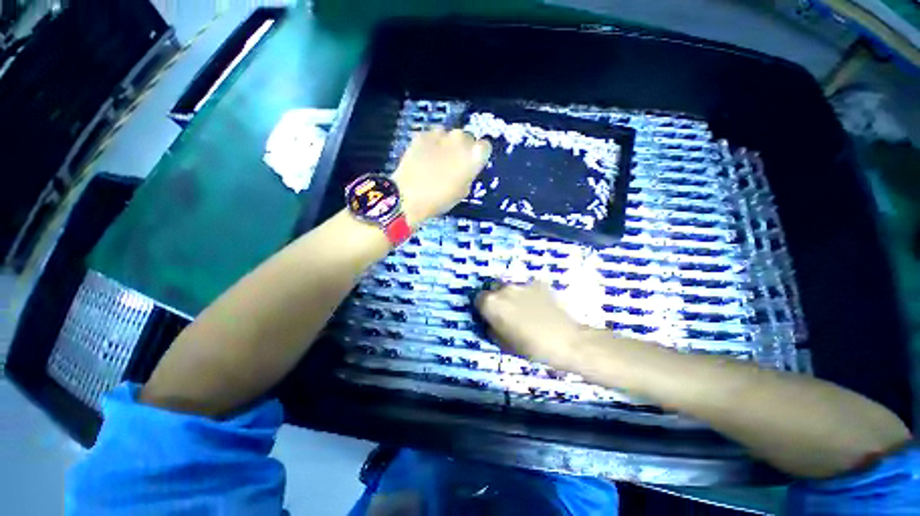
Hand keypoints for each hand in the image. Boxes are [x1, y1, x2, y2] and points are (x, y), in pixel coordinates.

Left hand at [392, 126, 491, 226]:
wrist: (409, 196)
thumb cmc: (441, 199)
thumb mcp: (463, 191)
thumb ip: (468, 174)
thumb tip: (465, 168)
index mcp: (474, 155)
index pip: (485, 147)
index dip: (478, 155)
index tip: (472, 164)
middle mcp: (460, 139)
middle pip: (466, 137)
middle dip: (462, 148)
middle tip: (453, 163)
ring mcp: (440, 134)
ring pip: (448, 135)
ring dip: (445, 145)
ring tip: (437, 161)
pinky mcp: (422, 134)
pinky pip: (431, 137)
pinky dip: (430, 145)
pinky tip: (424, 158)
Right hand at [475, 281, 583, 365]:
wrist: (567, 341)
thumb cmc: (531, 347)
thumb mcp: (504, 344)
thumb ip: (492, 329)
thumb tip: (490, 323)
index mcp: (492, 303)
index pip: (478, 300)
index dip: (483, 310)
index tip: (489, 318)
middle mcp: (504, 289)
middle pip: (494, 291)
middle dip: (497, 301)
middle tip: (506, 315)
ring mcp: (523, 284)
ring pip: (510, 289)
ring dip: (512, 297)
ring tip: (524, 312)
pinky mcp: (539, 284)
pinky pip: (527, 289)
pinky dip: (528, 296)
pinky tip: (538, 308)